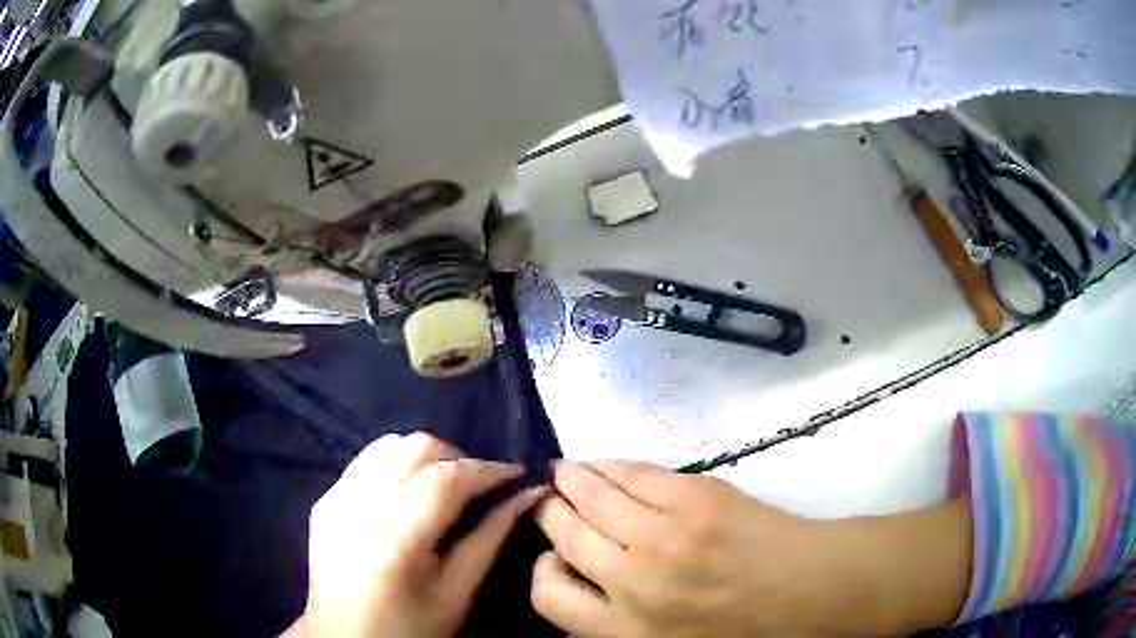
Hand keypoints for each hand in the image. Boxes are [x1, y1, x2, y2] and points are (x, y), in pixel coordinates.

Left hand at [289, 433, 545, 637]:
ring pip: (388, 445)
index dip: (487, 469)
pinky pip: (366, 462)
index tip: (516, 473)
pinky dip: (395, 465)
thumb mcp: (458, 591)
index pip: (447, 477)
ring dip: (425, 457)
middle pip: (415, 447)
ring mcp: (335, 497)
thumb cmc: (410, 627)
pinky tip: (407, 494)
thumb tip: (527, 495)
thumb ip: (491, 537)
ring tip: (445, 485)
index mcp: (395, 535)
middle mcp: (359, 504)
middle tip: (480, 486)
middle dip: (457, 458)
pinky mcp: (325, 499)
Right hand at [531, 461, 969, 637]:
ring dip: (570, 480)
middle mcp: (631, 583)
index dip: (543, 570)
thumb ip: (617, 628)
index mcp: (624, 631)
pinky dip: (609, 466)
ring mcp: (662, 536)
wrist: (813, 593)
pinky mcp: (694, 499)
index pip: (547, 596)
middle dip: (549, 514)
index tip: (553, 556)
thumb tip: (581, 594)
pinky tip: (602, 464)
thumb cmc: (744, 632)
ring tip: (565, 473)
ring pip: (590, 496)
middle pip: (564, 534)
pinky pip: (633, 474)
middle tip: (550, 502)